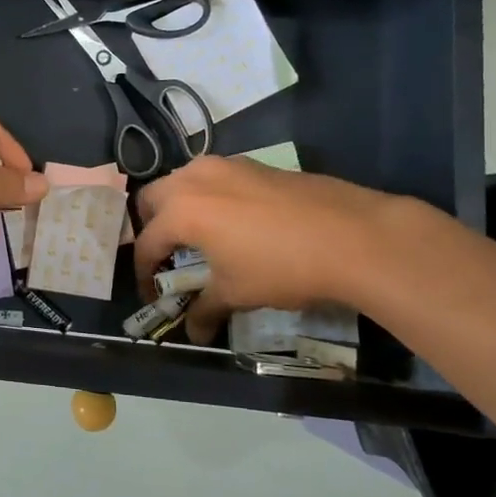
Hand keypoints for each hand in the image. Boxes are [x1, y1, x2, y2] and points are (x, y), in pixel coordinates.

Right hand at [133, 156, 398, 340]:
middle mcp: (193, 179)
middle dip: (151, 227)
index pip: (146, 243)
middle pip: (151, 198)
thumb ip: (206, 310)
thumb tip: (194, 333)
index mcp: (181, 211)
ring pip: (181, 180)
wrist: (352, 235)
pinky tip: (232, 220)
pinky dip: (207, 196)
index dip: (143, 273)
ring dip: (177, 206)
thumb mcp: (237, 292)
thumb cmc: (282, 266)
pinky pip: (212, 176)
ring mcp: (224, 166)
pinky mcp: (251, 164)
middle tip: (166, 256)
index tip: (152, 295)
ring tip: (196, 236)